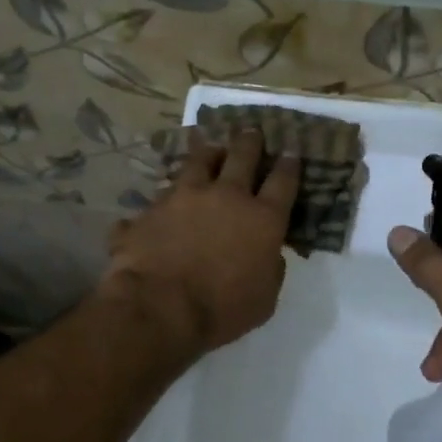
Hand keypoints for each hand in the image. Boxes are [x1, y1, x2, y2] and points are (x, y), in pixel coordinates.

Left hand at [100, 129, 299, 354]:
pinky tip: (157, 204)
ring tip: (208, 146)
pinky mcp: (151, 208)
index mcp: (262, 219)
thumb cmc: (222, 310)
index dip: (289, 165)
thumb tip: (269, 254)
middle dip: (249, 142)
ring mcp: (184, 197)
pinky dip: (162, 200)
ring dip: (206, 153)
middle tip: (251, 131)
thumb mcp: (265, 298)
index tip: (291, 152)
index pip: (283, 182)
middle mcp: (226, 196)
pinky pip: (157, 198)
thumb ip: (270, 268)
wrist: (159, 308)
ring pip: (197, 162)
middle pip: (241, 157)